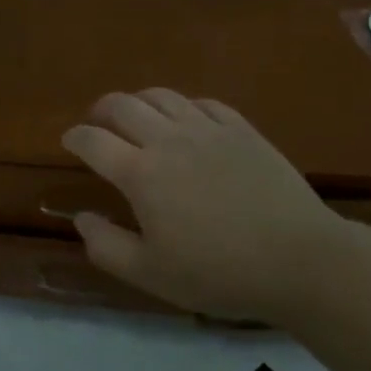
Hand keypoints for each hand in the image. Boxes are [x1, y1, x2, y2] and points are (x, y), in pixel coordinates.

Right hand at [62, 89, 349, 322]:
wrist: (301, 261)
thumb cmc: (220, 272)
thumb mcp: (152, 274)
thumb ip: (107, 246)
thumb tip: (81, 217)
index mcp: (140, 173)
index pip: (92, 140)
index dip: (75, 137)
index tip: (69, 141)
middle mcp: (167, 140)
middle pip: (121, 105)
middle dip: (101, 110)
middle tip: (98, 124)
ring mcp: (206, 129)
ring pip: (160, 96)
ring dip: (139, 101)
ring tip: (137, 116)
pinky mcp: (241, 129)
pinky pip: (202, 103)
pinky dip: (184, 106)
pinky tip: (187, 121)